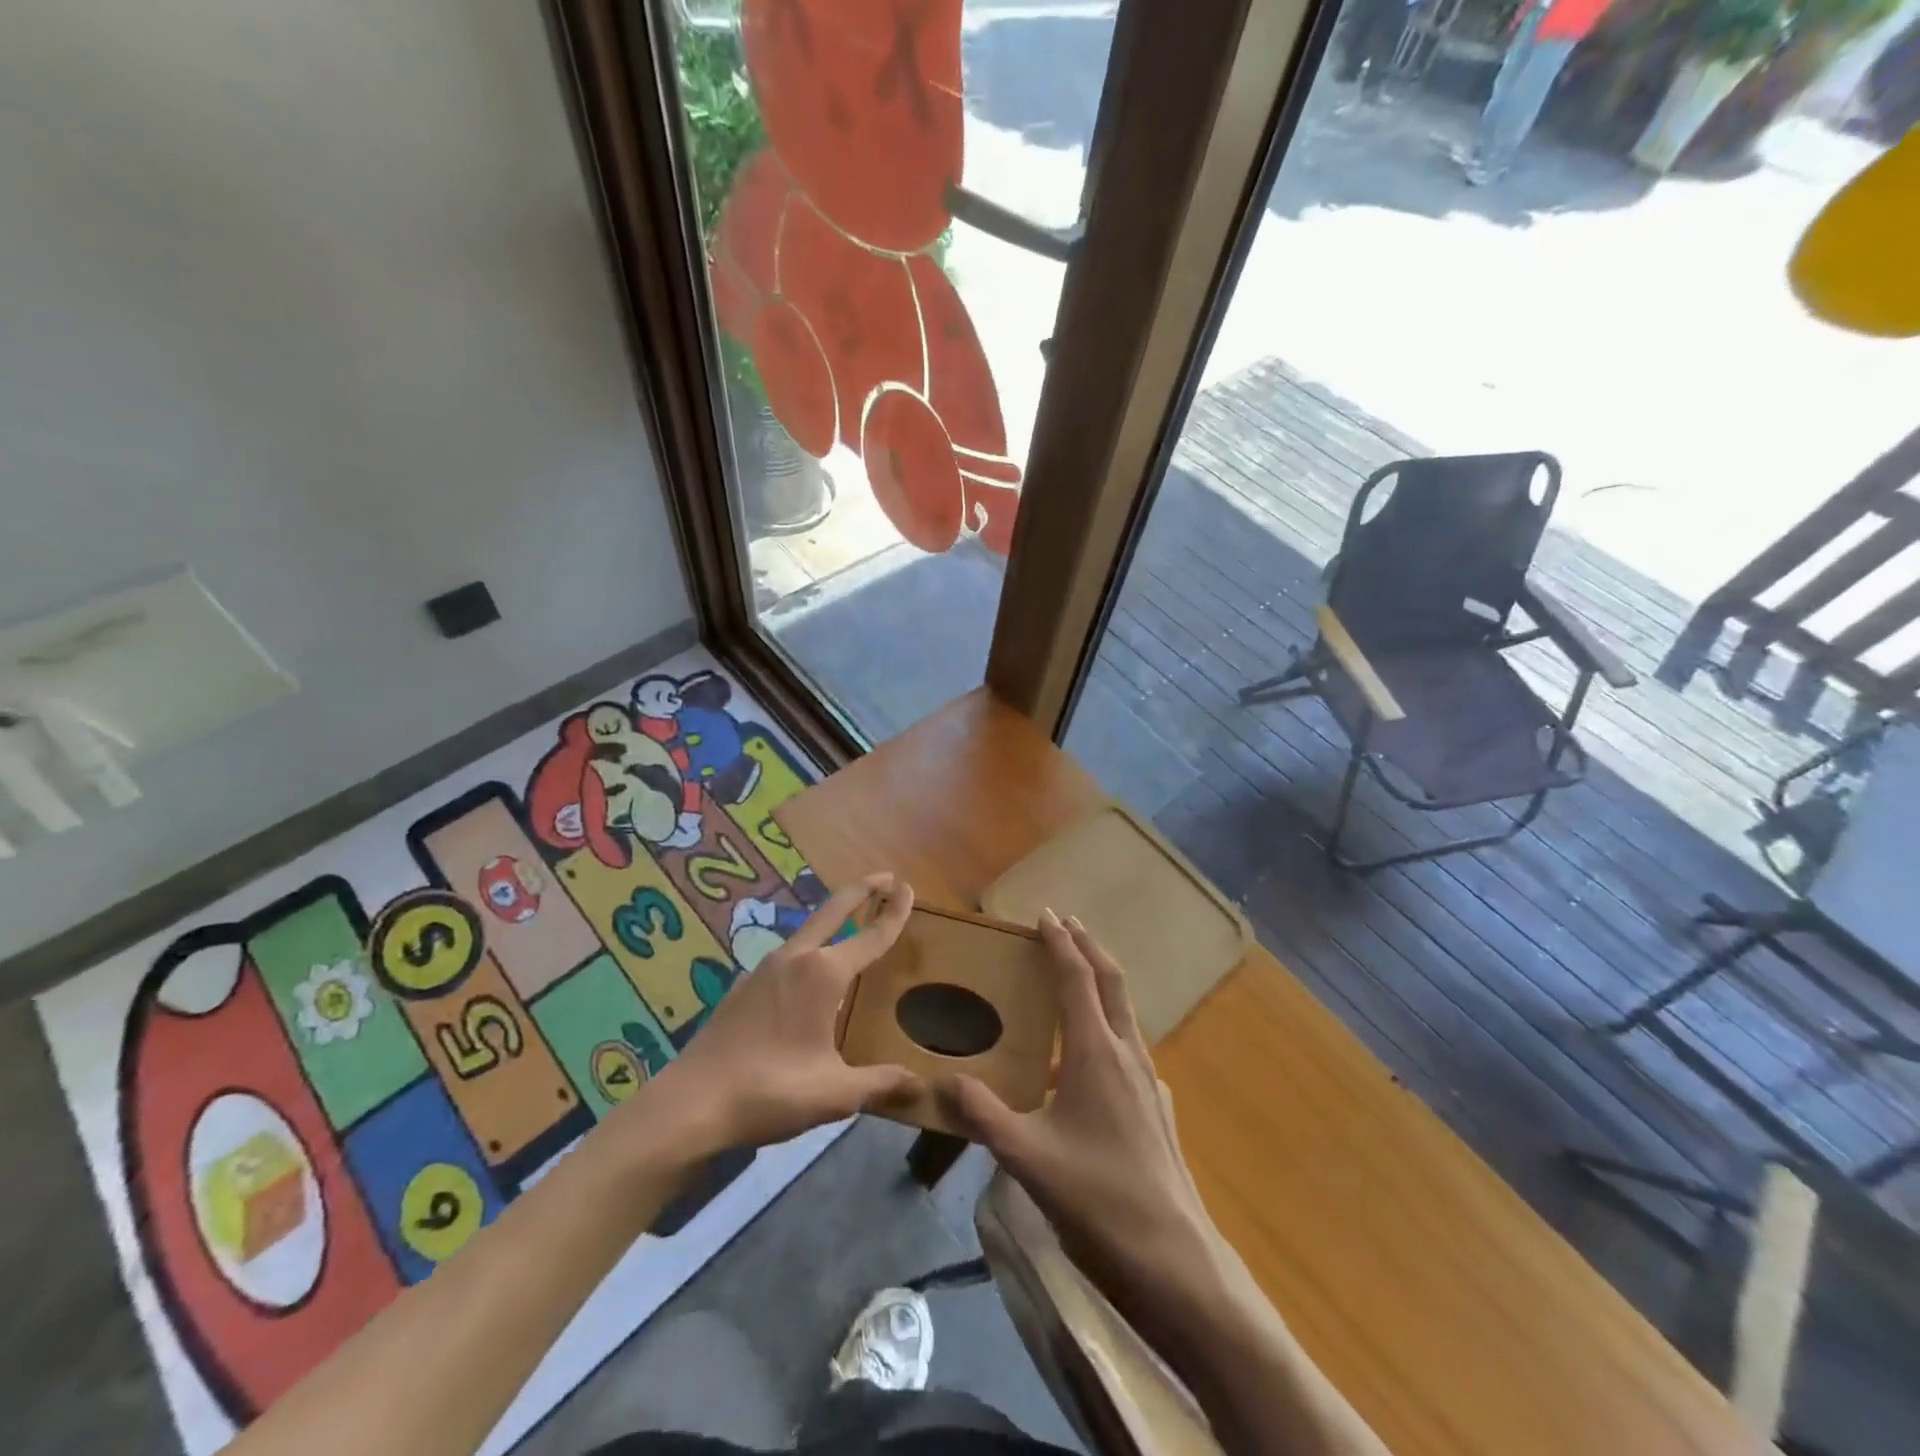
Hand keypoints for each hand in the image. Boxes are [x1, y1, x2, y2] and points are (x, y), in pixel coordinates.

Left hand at [643, 874, 921, 1154]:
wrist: (691, 1103)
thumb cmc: (770, 1090)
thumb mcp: (835, 1093)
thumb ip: (880, 1085)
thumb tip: (920, 1088)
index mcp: (823, 975)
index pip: (870, 936)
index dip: (894, 913)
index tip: (909, 888)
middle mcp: (795, 959)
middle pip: (833, 911)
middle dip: (861, 890)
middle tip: (886, 877)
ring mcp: (764, 969)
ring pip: (807, 930)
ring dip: (832, 917)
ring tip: (850, 921)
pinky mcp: (744, 987)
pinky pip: (787, 954)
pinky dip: (809, 946)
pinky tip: (807, 972)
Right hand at [938, 912, 1216, 1294]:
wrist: (1175, 1260)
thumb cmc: (1098, 1199)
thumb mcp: (1027, 1158)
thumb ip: (982, 1115)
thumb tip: (943, 1080)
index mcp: (1096, 1052)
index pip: (1077, 978)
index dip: (1061, 942)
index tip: (1046, 914)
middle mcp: (1127, 1053)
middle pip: (1111, 981)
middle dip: (1088, 946)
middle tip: (1065, 924)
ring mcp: (1148, 1080)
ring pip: (1124, 1012)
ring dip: (1100, 982)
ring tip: (1074, 979)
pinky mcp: (1157, 1106)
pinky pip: (1129, 1045)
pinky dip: (1108, 1024)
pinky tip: (1091, 1058)